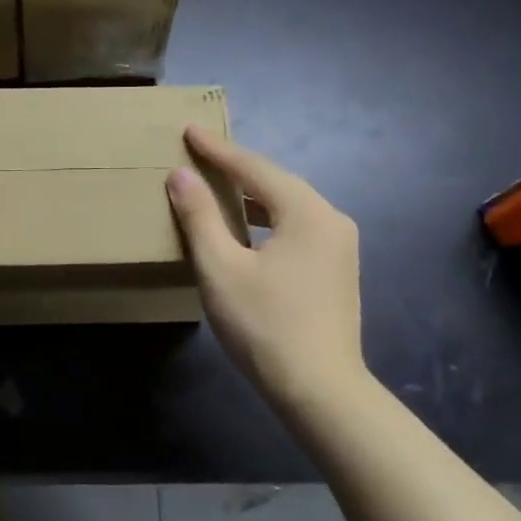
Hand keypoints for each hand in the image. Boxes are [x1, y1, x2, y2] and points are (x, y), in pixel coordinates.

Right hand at [165, 126, 365, 415]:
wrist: (320, 390)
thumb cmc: (265, 326)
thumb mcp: (221, 269)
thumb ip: (200, 217)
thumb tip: (181, 176)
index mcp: (307, 212)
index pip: (254, 168)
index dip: (218, 150)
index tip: (189, 130)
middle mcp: (331, 220)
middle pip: (276, 183)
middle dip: (237, 168)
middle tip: (201, 155)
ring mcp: (340, 247)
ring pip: (288, 207)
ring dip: (252, 196)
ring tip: (218, 189)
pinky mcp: (338, 270)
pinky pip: (297, 228)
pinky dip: (267, 220)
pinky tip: (248, 231)